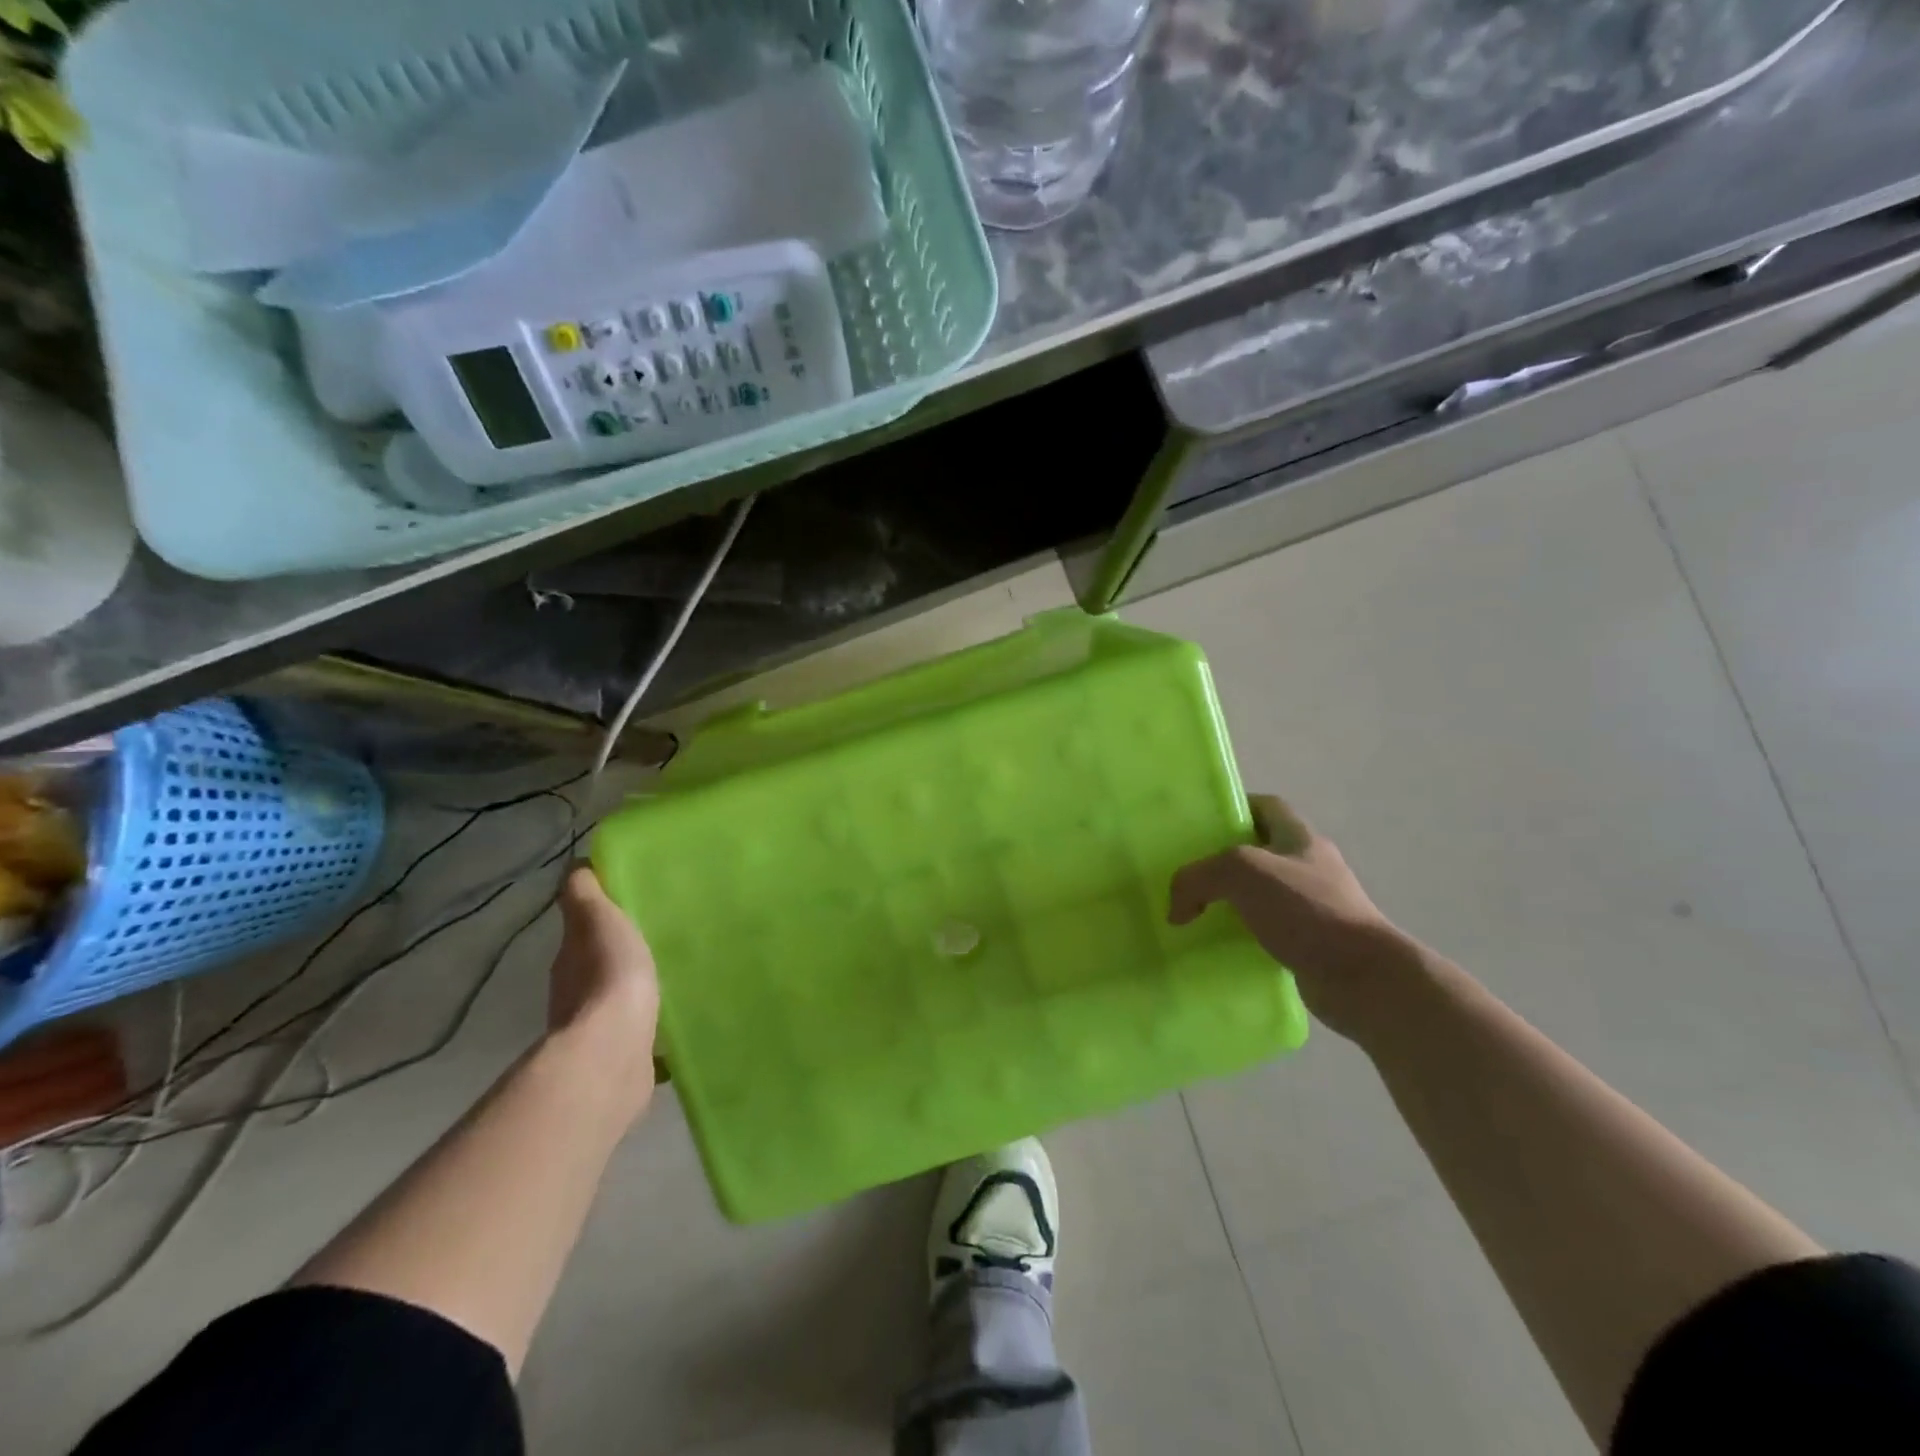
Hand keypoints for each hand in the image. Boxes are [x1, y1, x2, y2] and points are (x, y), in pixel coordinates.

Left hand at [546, 866, 660, 1121]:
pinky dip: (650, 1026)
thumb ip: (585, 894)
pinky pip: (639, 1033)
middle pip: (598, 966)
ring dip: (636, 991)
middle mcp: (574, 995)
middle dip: (622, 955)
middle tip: (660, 939)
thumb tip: (575, 865)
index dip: (602, 918)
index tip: (634, 907)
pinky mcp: (622, 1056)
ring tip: (671, 978)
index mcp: (570, 959)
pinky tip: (674, 1020)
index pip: (583, 931)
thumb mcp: (597, 920)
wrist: (613, 1052)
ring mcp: (596, 1030)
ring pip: (617, 1000)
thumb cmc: (607, 976)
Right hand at [1169, 794, 1427, 1042]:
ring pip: (1261, 894)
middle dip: (1223, 859)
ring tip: (1194, 913)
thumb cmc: (1308, 910)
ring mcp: (1314, 908)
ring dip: (1230, 902)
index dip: (1235, 808)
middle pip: (1260, 850)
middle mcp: (1310, 868)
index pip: (1267, 806)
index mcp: (1300, 838)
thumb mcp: (1242, 873)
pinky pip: (1267, 932)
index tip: (1199, 824)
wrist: (1363, 979)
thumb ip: (1198, 878)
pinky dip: (1242, 937)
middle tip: (1187, 872)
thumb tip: (1176, 910)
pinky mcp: (1311, 944)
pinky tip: (1219, 948)